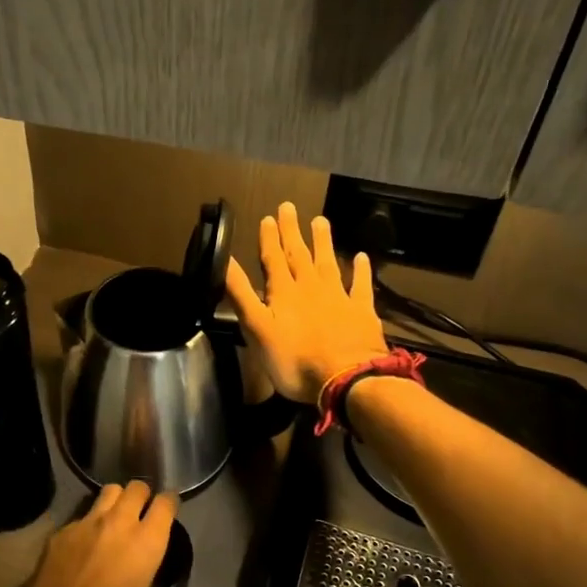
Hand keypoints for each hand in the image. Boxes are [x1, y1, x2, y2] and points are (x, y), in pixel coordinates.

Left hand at [18, 481, 178, 586]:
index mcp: (147, 541)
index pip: (165, 503)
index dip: (170, 501)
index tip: (169, 507)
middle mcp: (120, 522)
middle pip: (136, 487)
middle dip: (142, 494)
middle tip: (141, 509)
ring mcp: (89, 521)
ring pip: (109, 491)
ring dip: (117, 498)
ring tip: (116, 514)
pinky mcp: (65, 529)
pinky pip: (82, 515)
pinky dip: (89, 522)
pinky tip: (86, 540)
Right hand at [226, 201, 388, 403]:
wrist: (346, 379)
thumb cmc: (294, 360)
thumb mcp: (256, 329)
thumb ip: (241, 294)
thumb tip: (224, 261)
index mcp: (283, 292)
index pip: (273, 259)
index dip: (269, 238)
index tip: (268, 217)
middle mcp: (311, 287)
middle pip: (299, 255)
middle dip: (292, 232)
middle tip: (290, 207)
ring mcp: (339, 297)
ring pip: (328, 263)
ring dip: (323, 242)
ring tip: (320, 220)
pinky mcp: (361, 312)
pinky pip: (361, 285)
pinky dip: (361, 270)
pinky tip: (362, 257)